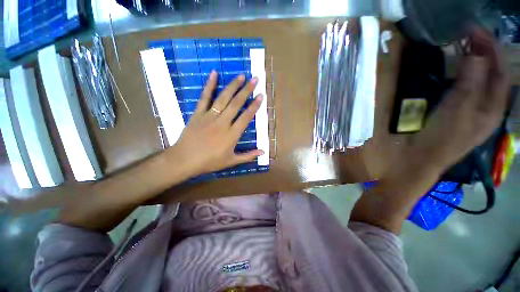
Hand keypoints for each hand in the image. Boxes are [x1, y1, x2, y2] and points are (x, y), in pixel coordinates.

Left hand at [169, 71, 263, 176]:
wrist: (185, 160)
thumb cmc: (210, 162)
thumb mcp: (231, 161)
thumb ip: (248, 156)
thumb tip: (263, 152)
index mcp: (232, 135)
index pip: (246, 117)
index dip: (254, 106)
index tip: (261, 95)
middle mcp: (223, 123)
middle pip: (236, 104)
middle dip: (246, 90)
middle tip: (254, 79)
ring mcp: (209, 116)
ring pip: (223, 98)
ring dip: (233, 86)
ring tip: (241, 76)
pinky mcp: (198, 114)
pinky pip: (204, 98)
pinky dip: (209, 86)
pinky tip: (214, 74)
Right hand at [411, 28, 509, 170]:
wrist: (422, 158)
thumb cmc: (441, 138)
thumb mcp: (458, 110)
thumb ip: (470, 83)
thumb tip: (476, 55)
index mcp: (493, 108)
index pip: (500, 71)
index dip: (492, 49)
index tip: (475, 31)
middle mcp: (487, 106)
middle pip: (492, 74)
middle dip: (485, 52)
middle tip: (470, 35)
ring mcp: (472, 109)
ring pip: (480, 80)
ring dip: (475, 61)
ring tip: (465, 47)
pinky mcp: (457, 111)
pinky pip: (467, 86)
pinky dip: (465, 73)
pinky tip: (458, 68)